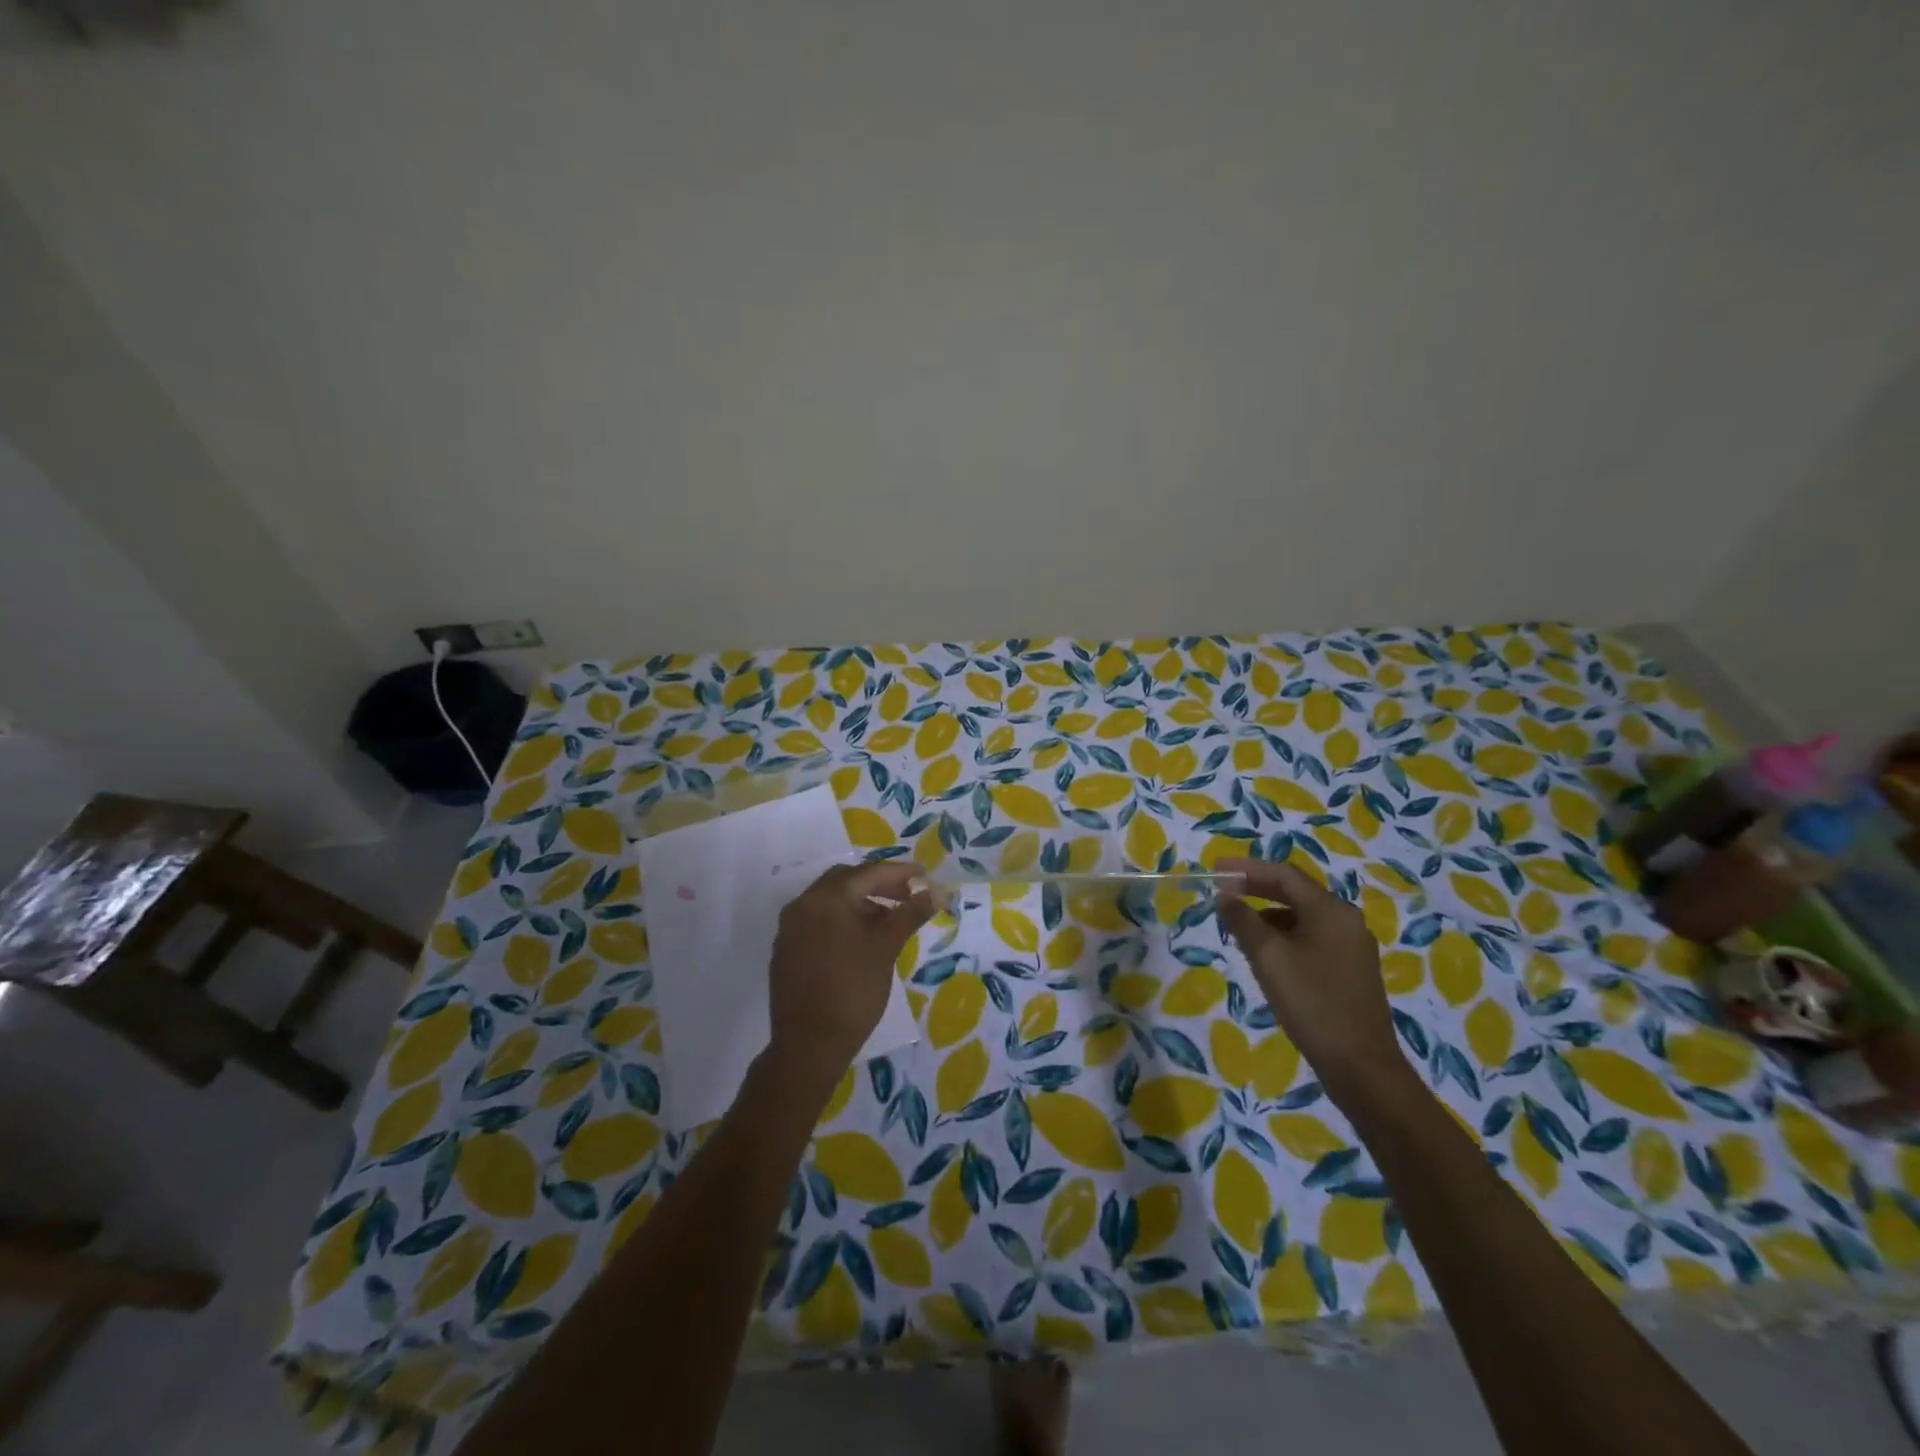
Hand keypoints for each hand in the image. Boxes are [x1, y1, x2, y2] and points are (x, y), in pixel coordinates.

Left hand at [766, 861, 934, 1095]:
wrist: (808, 1046)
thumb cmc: (852, 992)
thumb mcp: (886, 949)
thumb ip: (909, 914)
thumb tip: (936, 892)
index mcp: (826, 898)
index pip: (868, 873)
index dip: (900, 873)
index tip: (924, 876)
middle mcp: (802, 904)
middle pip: (846, 880)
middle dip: (879, 884)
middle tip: (907, 896)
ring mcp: (790, 927)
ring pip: (830, 901)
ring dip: (860, 902)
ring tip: (890, 920)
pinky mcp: (786, 949)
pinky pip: (817, 920)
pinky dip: (842, 919)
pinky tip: (862, 940)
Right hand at [1216, 857, 1408, 1106]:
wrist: (1361, 1065)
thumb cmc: (1311, 1001)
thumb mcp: (1268, 956)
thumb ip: (1243, 921)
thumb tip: (1225, 897)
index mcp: (1330, 909)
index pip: (1283, 874)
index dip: (1246, 868)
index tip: (1215, 869)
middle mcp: (1346, 920)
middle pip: (1295, 892)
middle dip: (1257, 888)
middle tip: (1223, 890)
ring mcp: (1352, 947)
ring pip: (1303, 917)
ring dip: (1269, 914)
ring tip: (1238, 926)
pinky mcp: (1351, 971)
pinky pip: (1312, 938)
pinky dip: (1285, 936)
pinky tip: (1266, 955)